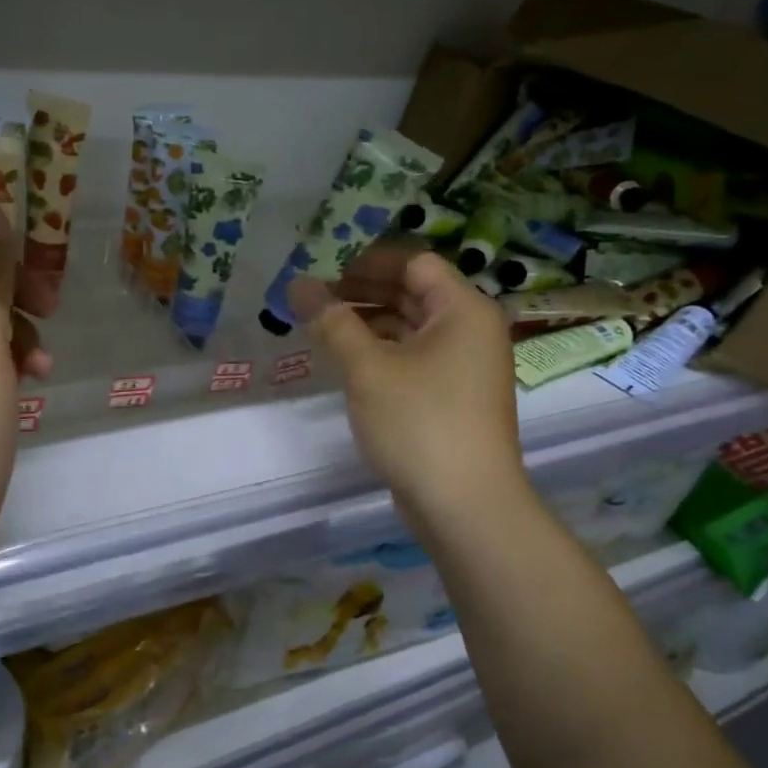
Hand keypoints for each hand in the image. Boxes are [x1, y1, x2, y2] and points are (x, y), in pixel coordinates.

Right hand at [291, 246, 532, 536]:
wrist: (466, 506)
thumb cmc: (420, 423)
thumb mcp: (367, 369)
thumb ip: (332, 322)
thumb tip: (298, 284)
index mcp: (463, 310)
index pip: (414, 263)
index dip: (367, 262)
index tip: (323, 272)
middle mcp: (470, 330)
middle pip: (412, 292)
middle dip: (362, 291)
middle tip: (313, 299)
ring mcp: (464, 365)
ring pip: (410, 327)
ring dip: (368, 322)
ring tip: (320, 328)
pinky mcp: (452, 396)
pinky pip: (413, 357)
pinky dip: (381, 351)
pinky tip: (346, 360)